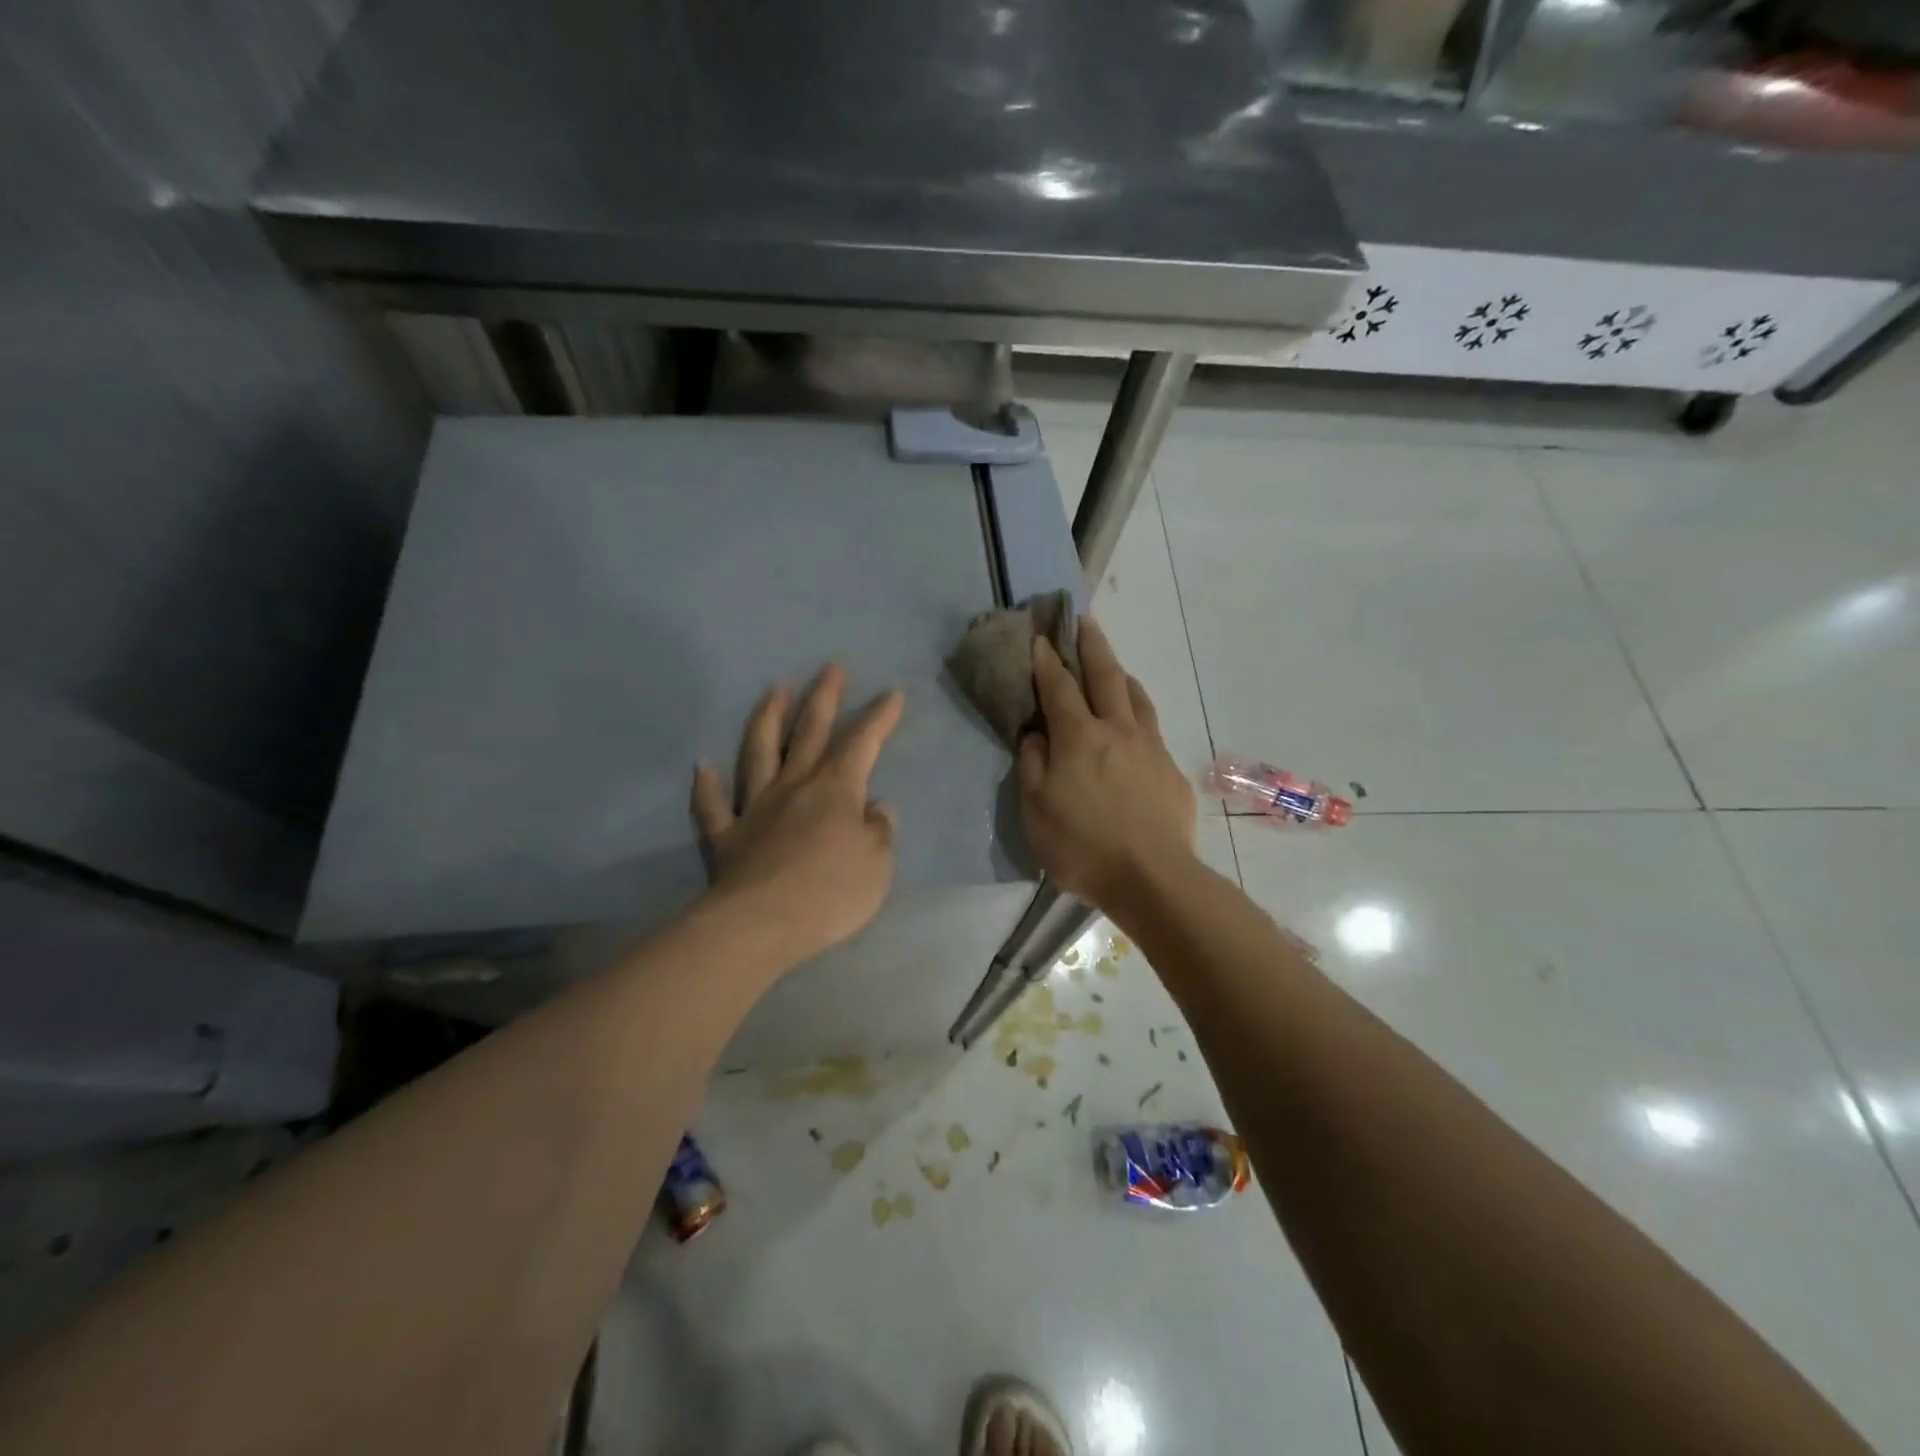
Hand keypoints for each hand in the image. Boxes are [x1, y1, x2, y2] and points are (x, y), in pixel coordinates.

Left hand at [692, 665, 903, 967]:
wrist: (762, 924)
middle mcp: (794, 786)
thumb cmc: (831, 893)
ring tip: (773, 690)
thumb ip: (879, 831)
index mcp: (835, 790)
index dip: (879, 717)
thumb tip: (876, 808)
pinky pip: (713, 806)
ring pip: (759, 753)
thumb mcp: (877, 865)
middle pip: (809, 732)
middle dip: (823, 698)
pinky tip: (702, 767)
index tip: (892, 693)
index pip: (862, 742)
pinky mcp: (726, 837)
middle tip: (830, 667)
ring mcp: (755, 808)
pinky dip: (706, 786)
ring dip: (767, 719)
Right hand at [1018, 618, 1196, 909]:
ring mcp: (1150, 747)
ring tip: (1113, 666)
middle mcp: (1117, 730)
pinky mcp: (1171, 770)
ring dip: (1121, 674)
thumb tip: (1036, 734)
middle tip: (1084, 620)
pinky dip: (1139, 713)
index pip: (1058, 687)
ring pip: (1136, 697)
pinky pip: (1152, 728)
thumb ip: (1033, 765)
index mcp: (1079, 737)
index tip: (1040, 637)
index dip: (1046, 661)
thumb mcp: (1036, 811)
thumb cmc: (1082, 847)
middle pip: (1105, 676)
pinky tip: (1136, 725)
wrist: (1152, 878)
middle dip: (1091, 645)